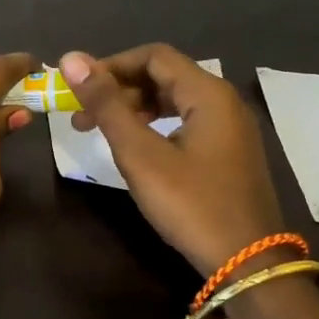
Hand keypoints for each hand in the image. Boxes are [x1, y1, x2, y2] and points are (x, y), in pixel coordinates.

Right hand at [60, 44, 286, 274]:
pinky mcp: (229, 153)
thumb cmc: (190, 203)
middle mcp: (224, 102)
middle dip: (119, 90)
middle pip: (164, 76)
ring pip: (175, 101)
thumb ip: (106, 105)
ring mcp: (230, 129)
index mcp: (208, 93)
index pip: (153, 56)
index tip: (78, 89)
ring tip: (100, 132)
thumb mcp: (140, 154)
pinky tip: (136, 148)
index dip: (111, 66)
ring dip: (134, 109)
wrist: (247, 262)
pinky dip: (155, 126)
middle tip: (81, 116)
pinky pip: (186, 122)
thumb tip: (71, 59)